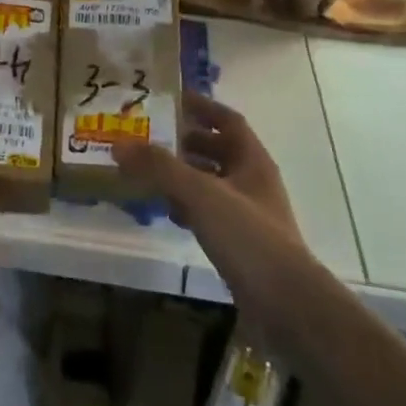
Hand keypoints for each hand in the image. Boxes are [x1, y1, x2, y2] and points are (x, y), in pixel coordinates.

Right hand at [116, 92, 312, 312]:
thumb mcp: (200, 194)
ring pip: (212, 183)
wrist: (287, 307)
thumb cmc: (249, 237)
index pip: (228, 121)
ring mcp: (249, 215)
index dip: (203, 107)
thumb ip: (160, 167)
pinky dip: (187, 207)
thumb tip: (118, 143)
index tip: (172, 98)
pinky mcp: (240, 245)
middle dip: (187, 141)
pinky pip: (209, 214)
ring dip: (184, 175)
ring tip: (149, 171)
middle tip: (150, 135)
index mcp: (252, 161)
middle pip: (219, 151)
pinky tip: (166, 212)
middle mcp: (253, 182)